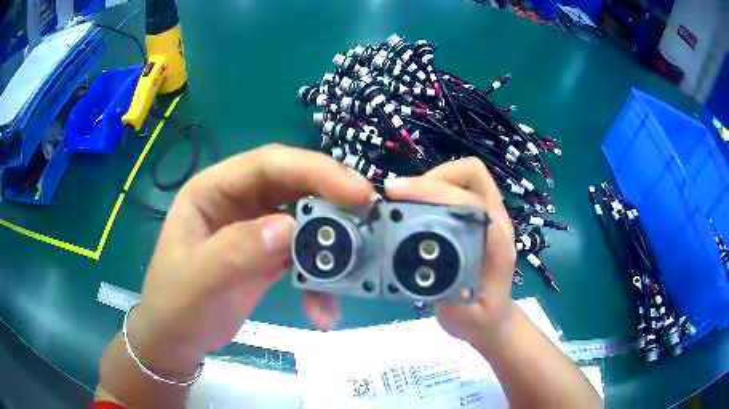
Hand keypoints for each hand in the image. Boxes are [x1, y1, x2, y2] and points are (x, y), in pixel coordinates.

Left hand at [128, 144, 373, 373]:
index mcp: (213, 190)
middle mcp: (237, 201)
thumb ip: (237, 251)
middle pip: (293, 186)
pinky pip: (303, 256)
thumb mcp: (198, 281)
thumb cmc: (175, 306)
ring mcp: (255, 228)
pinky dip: (319, 280)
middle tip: (371, 218)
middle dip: (332, 201)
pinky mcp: (267, 256)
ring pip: (305, 220)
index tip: (357, 192)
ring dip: (331, 246)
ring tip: (353, 272)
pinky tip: (323, 310)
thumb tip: (289, 227)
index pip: (268, 164)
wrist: (176, 340)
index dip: (314, 171)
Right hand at [385, 158, 515, 344]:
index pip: (470, 198)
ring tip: (404, 203)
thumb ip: (447, 298)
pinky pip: (456, 190)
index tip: (396, 195)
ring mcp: (487, 217)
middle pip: (472, 173)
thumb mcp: (464, 318)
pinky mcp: (475, 220)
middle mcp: (495, 221)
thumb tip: (417, 267)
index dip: (433, 190)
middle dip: (433, 178)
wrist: (494, 320)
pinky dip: (432, 192)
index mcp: (496, 241)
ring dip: (431, 182)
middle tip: (401, 197)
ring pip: (464, 177)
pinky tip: (413, 212)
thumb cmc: (481, 319)